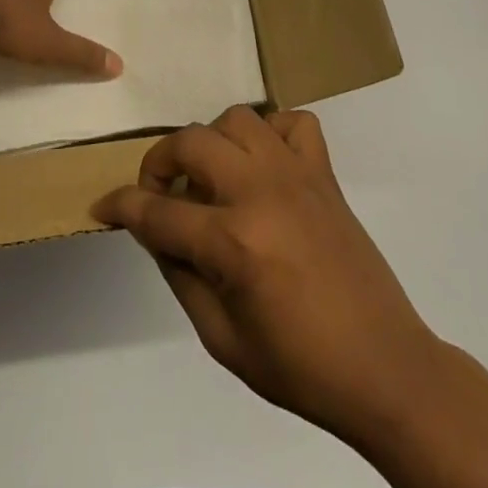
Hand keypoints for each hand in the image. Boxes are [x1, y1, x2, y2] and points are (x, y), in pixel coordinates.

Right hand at [95, 106, 442, 446]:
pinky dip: (272, 132)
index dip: (121, 206)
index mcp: (233, 242)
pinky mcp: (325, 174)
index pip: (157, 210)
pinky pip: (294, 122)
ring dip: (213, 141)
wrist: (384, 368)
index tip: (103, 206)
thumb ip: (180, 274)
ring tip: (213, 177)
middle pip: (191, 143)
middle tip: (160, 193)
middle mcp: (260, 192)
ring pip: (238, 119)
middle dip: (160, 162)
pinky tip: (264, 165)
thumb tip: (156, 229)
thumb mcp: (221, 339)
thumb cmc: (299, 367)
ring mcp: (297, 175)